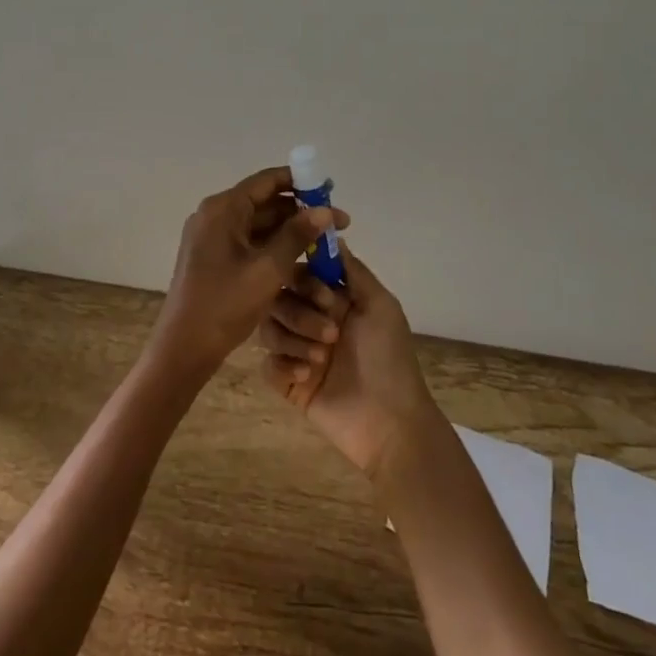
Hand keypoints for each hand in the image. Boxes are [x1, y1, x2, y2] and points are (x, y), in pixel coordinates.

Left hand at [145, 167, 349, 389]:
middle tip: (337, 225)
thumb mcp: (268, 269)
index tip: (329, 189)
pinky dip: (275, 247)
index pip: (266, 181)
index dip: (300, 182)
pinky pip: (250, 243)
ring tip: (326, 244)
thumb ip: (298, 236)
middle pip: (264, 203)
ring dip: (291, 232)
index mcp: (222, 209)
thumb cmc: (225, 304)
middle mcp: (215, 216)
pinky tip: (302, 260)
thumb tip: (326, 210)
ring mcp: (212, 238)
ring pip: (259, 225)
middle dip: (301, 212)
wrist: (184, 348)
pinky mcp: (214, 259)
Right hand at [259, 247, 441, 479]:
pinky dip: (284, 365)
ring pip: (268, 328)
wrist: (389, 422)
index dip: (306, 281)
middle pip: (279, 298)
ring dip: (294, 339)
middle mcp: (311, 319)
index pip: (300, 272)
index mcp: (333, 300)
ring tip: (321, 359)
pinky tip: (307, 376)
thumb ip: (353, 270)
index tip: (327, 298)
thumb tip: (331, 233)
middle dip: (301, 314)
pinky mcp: (287, 382)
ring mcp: (297, 350)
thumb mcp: (380, 306)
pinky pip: (266, 364)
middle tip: (331, 335)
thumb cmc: (388, 359)